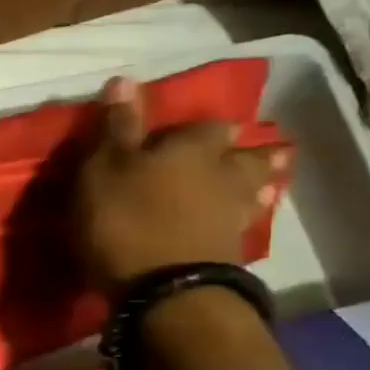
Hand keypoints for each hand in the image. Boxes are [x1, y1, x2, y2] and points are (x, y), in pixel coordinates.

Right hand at [76, 76, 292, 290]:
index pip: (208, 126)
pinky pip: (240, 230)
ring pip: (251, 194)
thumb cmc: (126, 218)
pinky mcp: (231, 258)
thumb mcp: (106, 167)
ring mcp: (232, 219)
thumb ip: (118, 126)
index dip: (205, 126)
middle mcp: (223, 176)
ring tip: (263, 186)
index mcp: (194, 148)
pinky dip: (240, 225)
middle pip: (244, 158)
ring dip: (255, 188)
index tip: (210, 126)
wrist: (166, 292)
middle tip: (257, 149)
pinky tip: (238, 227)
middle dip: (248, 153)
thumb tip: (126, 78)